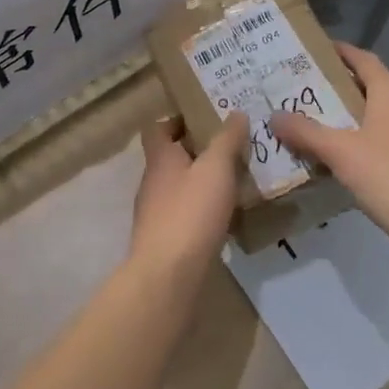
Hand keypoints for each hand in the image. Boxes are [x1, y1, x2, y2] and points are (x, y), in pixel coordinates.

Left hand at [128, 113, 248, 281]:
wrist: (169, 275)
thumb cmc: (191, 212)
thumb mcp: (216, 168)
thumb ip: (227, 139)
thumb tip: (235, 113)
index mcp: (160, 158)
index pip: (158, 128)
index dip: (178, 120)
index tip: (206, 118)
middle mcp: (152, 182)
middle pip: (172, 157)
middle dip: (199, 151)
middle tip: (232, 147)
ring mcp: (156, 213)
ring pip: (181, 187)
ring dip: (203, 182)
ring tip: (236, 181)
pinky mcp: (166, 240)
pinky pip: (186, 215)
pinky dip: (204, 210)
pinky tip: (227, 216)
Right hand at [271, 43, 388, 243]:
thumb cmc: (388, 174)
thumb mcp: (339, 151)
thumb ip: (306, 132)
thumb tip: (274, 116)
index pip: (366, 61)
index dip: (343, 52)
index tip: (318, 50)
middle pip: (372, 89)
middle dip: (342, 88)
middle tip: (308, 90)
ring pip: (380, 118)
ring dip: (353, 118)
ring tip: (320, 125)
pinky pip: (386, 143)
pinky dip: (364, 143)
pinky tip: (344, 160)